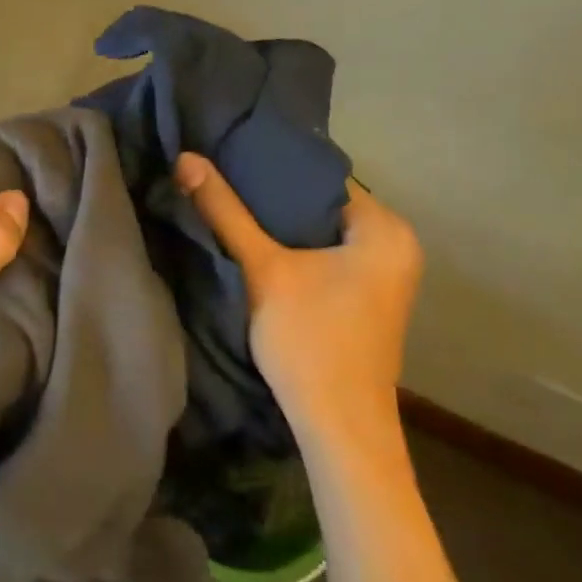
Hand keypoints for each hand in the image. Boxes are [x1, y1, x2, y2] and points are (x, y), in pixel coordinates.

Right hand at [174, 154, 422, 458]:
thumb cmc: (309, 340)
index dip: (274, 165)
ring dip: (281, 224)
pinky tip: (257, 243)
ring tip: (232, 203)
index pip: (322, 175)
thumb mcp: (263, 269)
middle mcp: (395, 246)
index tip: (230, 156)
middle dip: (273, 195)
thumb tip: (186, 159)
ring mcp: (384, 275)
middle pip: (321, 203)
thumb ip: (226, 211)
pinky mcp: (366, 298)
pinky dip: (294, 248)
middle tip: (223, 178)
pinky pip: (326, 254)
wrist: (338, 425)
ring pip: (321, 231)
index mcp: (385, 230)